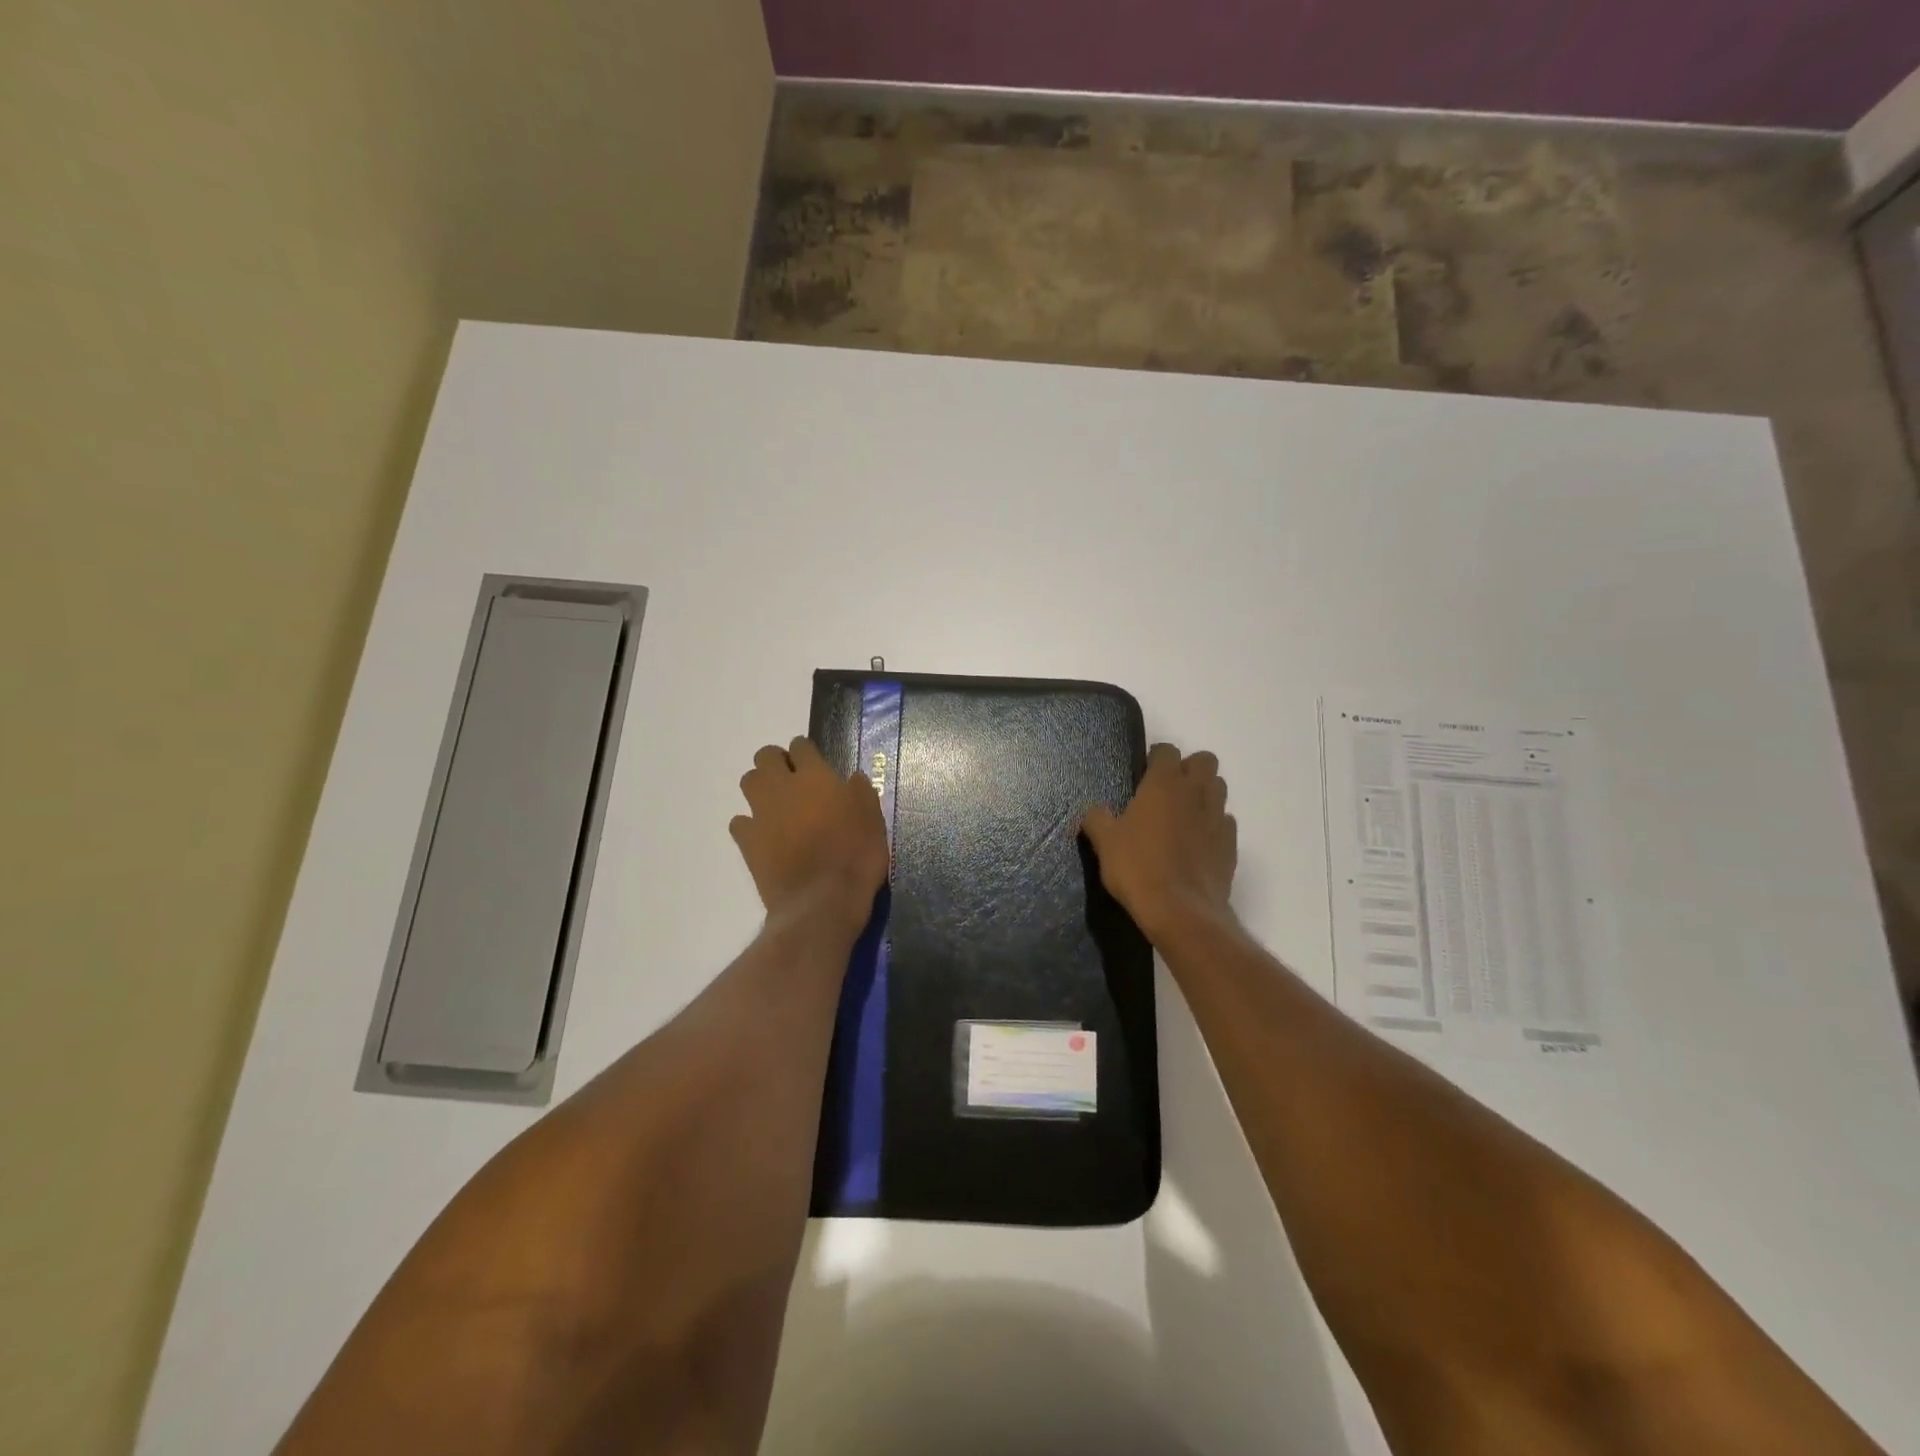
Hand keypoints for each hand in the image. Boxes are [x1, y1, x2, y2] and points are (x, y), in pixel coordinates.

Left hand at [731, 737, 888, 933]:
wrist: (823, 900)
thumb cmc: (856, 855)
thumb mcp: (873, 819)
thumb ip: (860, 792)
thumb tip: (851, 778)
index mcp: (815, 776)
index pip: (801, 746)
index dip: (806, 752)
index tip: (815, 764)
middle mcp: (782, 787)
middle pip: (765, 756)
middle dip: (776, 762)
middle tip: (793, 781)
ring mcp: (760, 813)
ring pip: (748, 782)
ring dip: (760, 787)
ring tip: (777, 804)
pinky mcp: (747, 841)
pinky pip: (740, 822)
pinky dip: (749, 824)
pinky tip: (763, 836)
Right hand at [1082, 744, 1237, 943]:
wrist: (1181, 911)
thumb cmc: (1138, 868)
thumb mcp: (1105, 842)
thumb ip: (1097, 819)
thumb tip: (1093, 811)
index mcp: (1164, 784)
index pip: (1166, 750)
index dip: (1155, 758)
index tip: (1142, 774)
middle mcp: (1196, 792)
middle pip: (1204, 761)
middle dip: (1188, 769)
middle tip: (1167, 791)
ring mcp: (1218, 817)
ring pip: (1219, 788)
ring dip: (1203, 794)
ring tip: (1183, 815)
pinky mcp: (1231, 844)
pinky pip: (1225, 822)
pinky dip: (1213, 825)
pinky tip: (1197, 843)